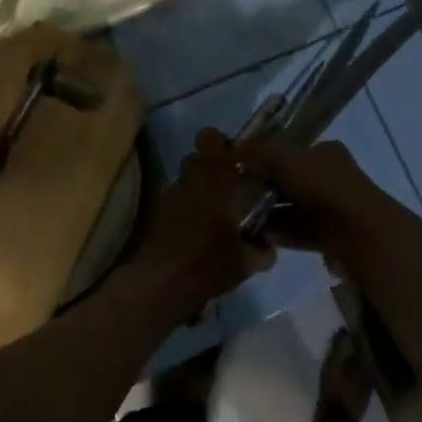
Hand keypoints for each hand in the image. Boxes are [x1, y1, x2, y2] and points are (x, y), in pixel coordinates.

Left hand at [127, 132, 274, 310]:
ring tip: (212, 215)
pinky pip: (175, 200)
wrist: (161, 283)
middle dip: (212, 167)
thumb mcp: (247, 261)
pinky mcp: (155, 213)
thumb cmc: (210, 261)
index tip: (240, 163)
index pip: (212, 137)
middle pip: (198, 157)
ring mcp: (169, 193)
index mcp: (216, 175)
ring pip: (186, 178)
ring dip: (198, 189)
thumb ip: (261, 249)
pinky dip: (184, 209)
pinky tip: (194, 232)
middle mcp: (190, 176)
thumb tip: (267, 246)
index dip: (224, 145)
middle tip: (229, 189)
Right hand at [228, 134, 406, 276]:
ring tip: (242, 221)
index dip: (265, 157)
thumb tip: (233, 147)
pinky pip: (300, 232)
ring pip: (294, 208)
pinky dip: (282, 234)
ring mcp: (333, 208)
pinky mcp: (331, 236)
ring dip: (271, 214)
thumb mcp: (286, 158)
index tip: (240, 169)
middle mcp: (331, 176)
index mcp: (325, 152)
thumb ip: (260, 150)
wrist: (360, 234)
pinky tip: (260, 238)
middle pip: (291, 180)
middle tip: (236, 197)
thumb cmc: (323, 188)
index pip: (291, 150)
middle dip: (265, 188)